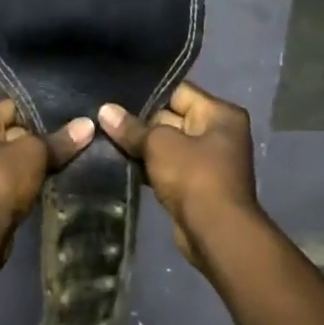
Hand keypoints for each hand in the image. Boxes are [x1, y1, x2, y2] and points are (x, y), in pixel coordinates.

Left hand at [0, 98, 93, 243]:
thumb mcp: (33, 155)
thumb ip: (59, 140)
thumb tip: (88, 125)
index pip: (12, 106)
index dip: (42, 114)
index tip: (71, 122)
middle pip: (10, 132)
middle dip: (39, 141)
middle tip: (72, 144)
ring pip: (8, 158)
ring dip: (31, 165)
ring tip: (64, 164)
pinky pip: (3, 179)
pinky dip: (21, 182)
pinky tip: (46, 184)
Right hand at [97, 81, 258, 268]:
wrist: (215, 232)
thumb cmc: (194, 177)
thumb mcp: (159, 145)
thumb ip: (132, 127)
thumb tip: (104, 110)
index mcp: (220, 114)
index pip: (178, 92)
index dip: (147, 94)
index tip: (115, 96)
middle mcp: (219, 133)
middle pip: (172, 117)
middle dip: (140, 122)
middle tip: (103, 119)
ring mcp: (208, 161)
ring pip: (167, 145)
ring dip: (142, 147)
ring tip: (105, 140)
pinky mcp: (196, 185)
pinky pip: (167, 167)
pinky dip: (148, 167)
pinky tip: (119, 164)